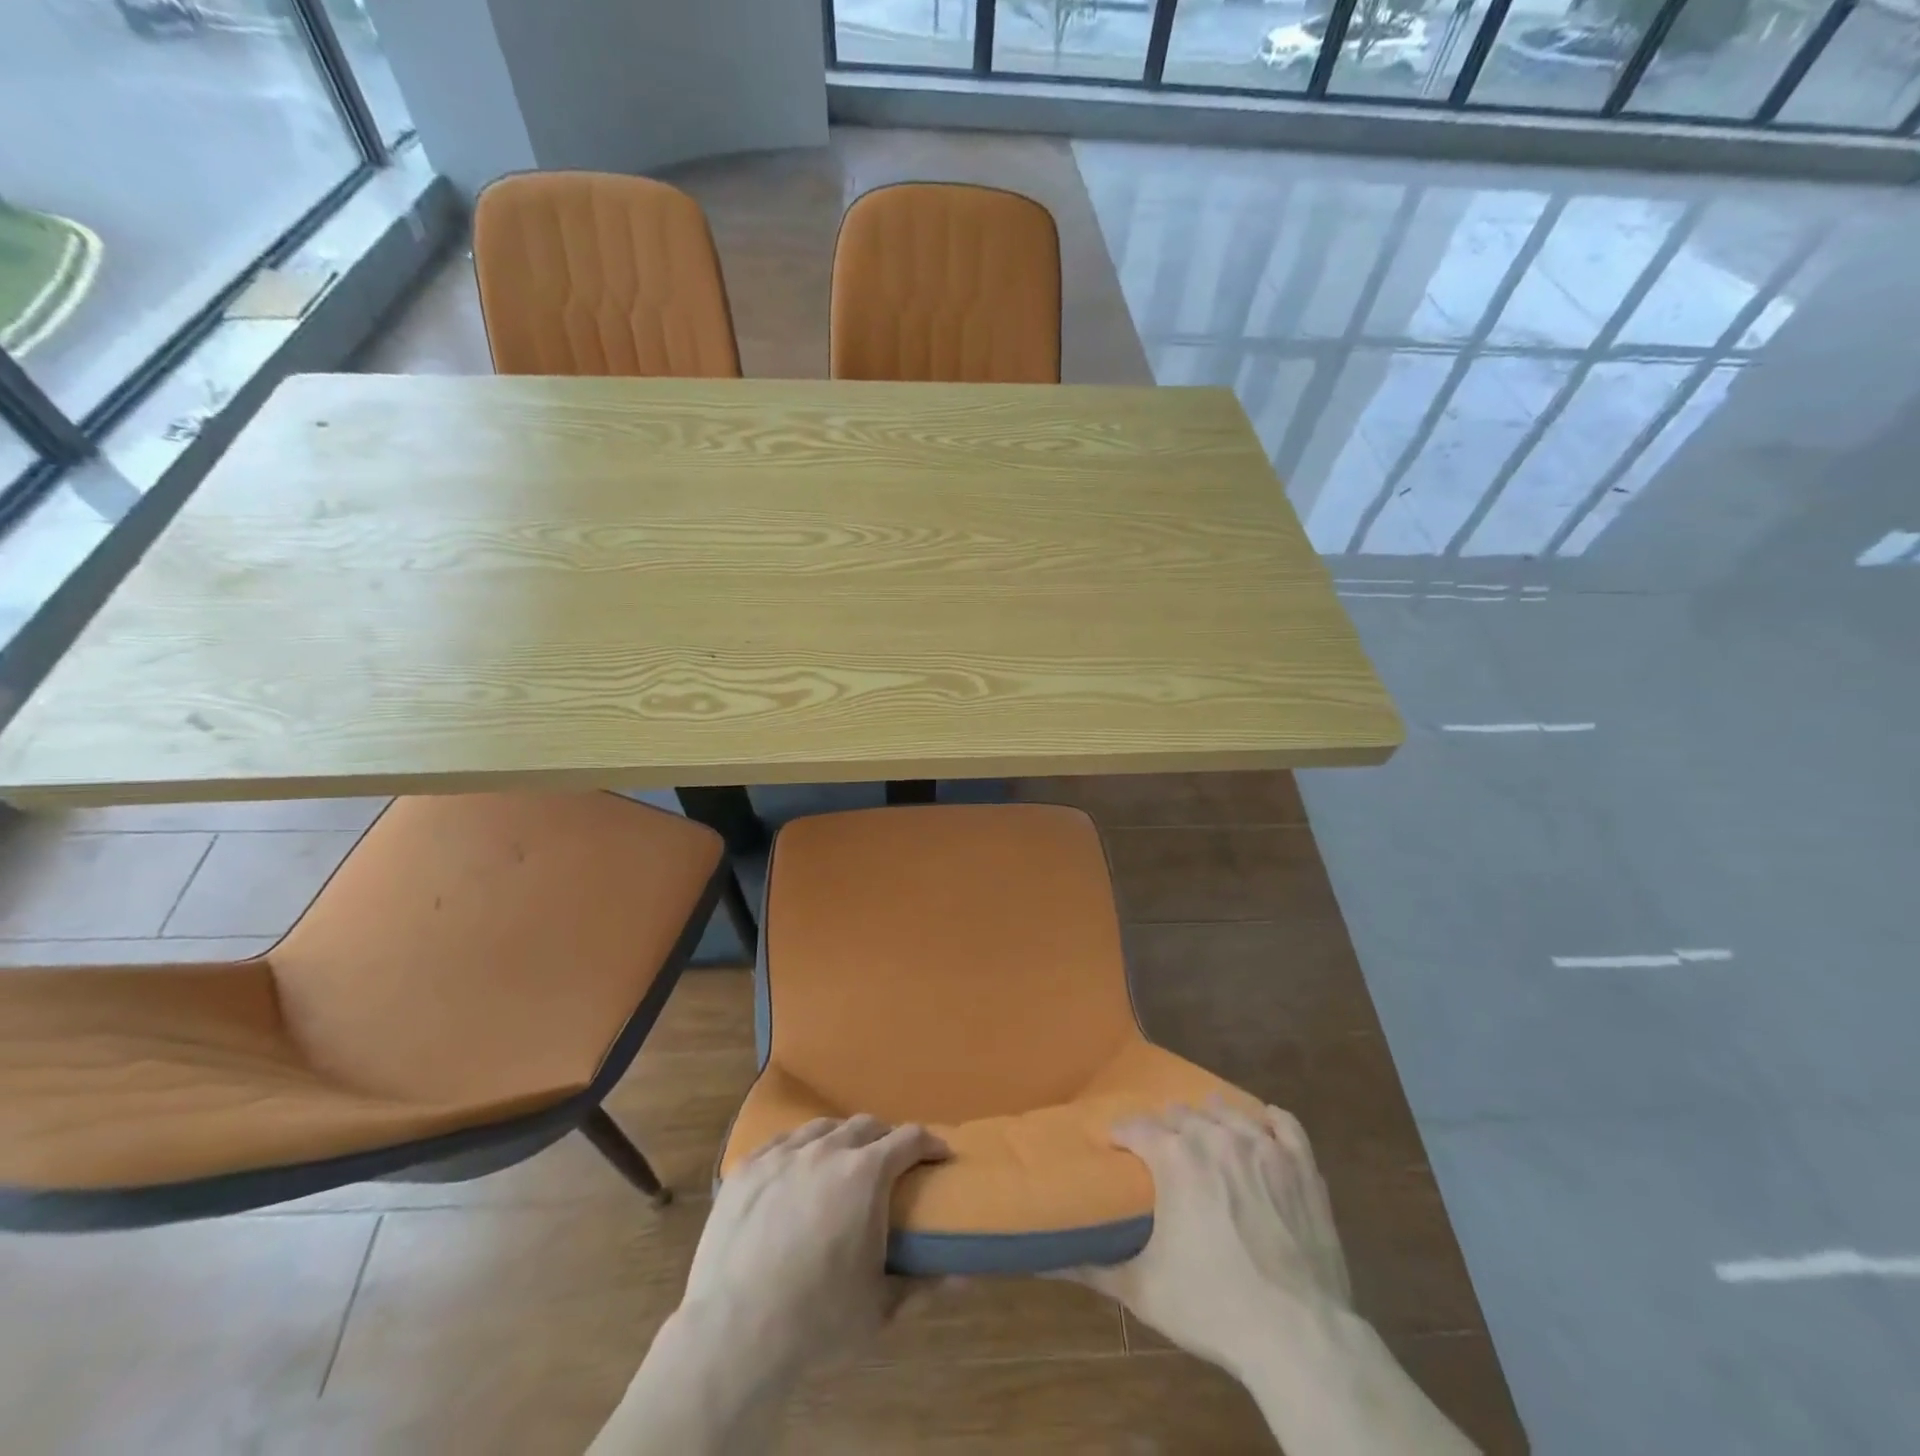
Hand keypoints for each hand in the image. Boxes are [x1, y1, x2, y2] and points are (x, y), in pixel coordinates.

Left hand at [682, 1114, 950, 1379]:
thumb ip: (923, 1285)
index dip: (930, 1143)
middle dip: (885, 1138)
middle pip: (866, 1125)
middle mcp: (827, 1150)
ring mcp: (783, 1154)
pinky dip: (799, 1149)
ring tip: (842, 1162)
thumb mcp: (880, 1308)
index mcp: (866, 1174)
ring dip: (841, 1139)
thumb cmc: (817, 1321)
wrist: (734, 1334)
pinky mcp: (747, 1168)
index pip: (909, 1139)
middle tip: (891, 1163)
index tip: (939, 1155)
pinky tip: (796, 1168)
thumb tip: (963, 1276)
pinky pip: (781, 1142)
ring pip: (822, 1127)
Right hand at [1066, 1099, 1350, 1377]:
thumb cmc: (1214, 1308)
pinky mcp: (1301, 1165)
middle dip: (1163, 1127)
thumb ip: (1093, 1269)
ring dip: (1209, 1118)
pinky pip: (1283, 1123)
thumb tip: (1046, 1261)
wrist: (1300, 1335)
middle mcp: (1215, 1137)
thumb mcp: (1143, 1290)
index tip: (1115, 1145)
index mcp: (1173, 1157)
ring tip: (1203, 1132)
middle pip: (1180, 1114)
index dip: (1121, 1134)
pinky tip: (1260, 1127)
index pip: (1136, 1127)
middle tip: (1159, 1149)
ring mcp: (1263, 1146)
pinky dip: (1267, 1120)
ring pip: (1227, 1112)